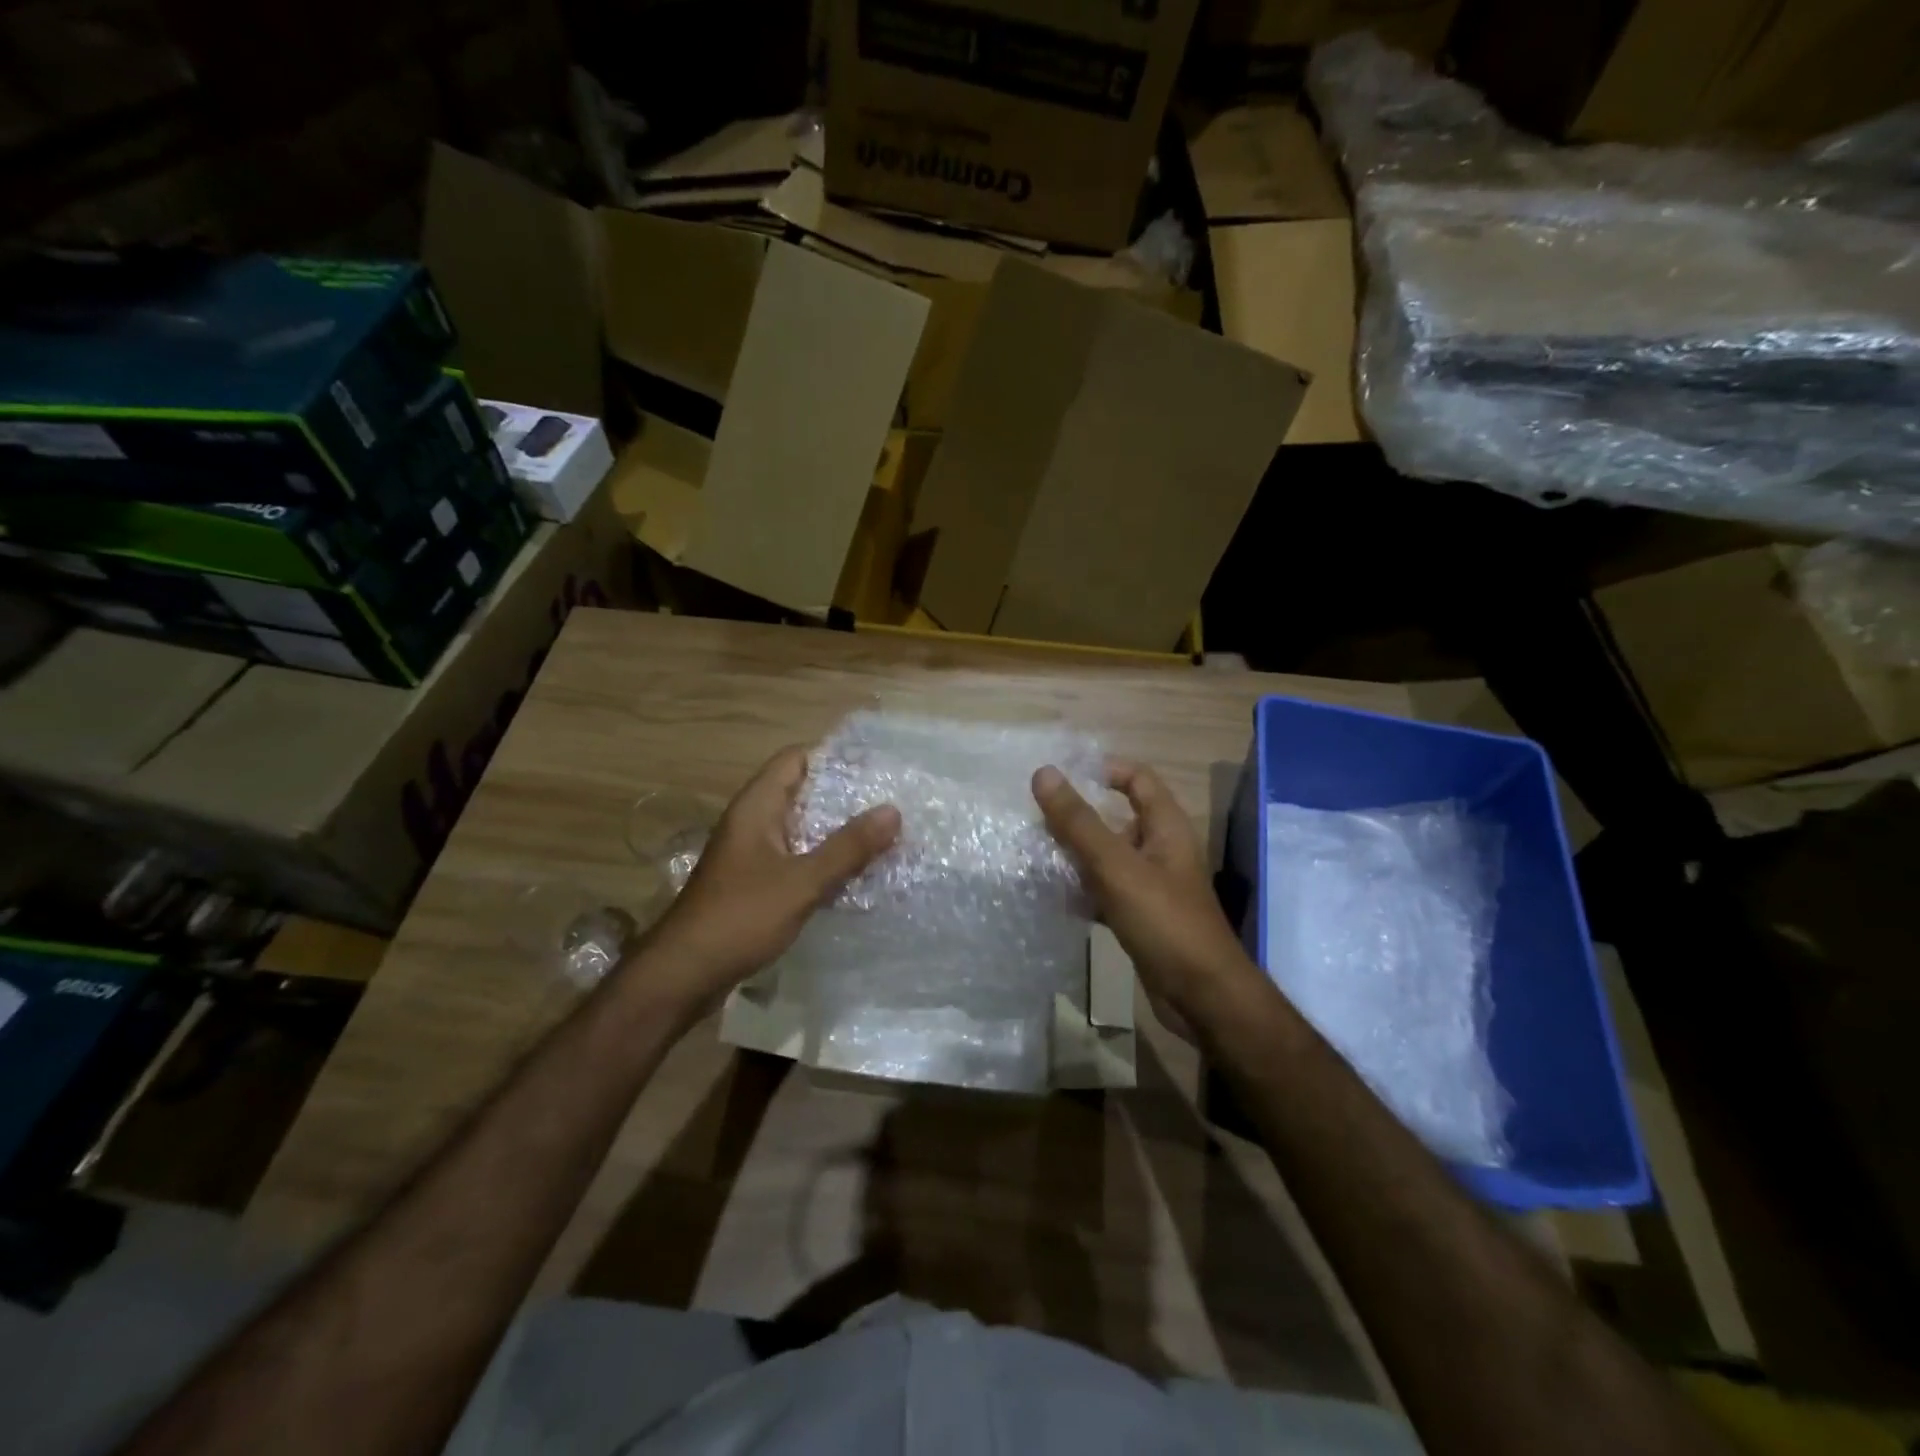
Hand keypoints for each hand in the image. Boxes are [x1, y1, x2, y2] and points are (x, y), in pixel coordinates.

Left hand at [644, 746, 899, 1007]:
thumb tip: (893, 810)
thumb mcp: (802, 881)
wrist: (684, 973)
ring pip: (801, 828)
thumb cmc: (741, 917)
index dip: (833, 756)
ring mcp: (752, 853)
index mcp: (757, 807)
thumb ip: (848, 847)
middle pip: (802, 792)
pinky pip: (796, 857)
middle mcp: (753, 821)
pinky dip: (823, 859)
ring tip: (883, 835)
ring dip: (836, 831)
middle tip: (890, 802)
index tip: (876, 766)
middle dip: (844, 796)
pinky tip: (855, 874)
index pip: (796, 758)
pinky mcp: (755, 882)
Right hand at [1033, 760, 1259, 1030]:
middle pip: (1117, 819)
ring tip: (1034, 854)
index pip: (1138, 779)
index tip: (1063, 775)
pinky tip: (1053, 896)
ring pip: (1108, 858)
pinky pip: (1106, 891)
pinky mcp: (1141, 916)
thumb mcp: (1117, 867)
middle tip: (1035, 818)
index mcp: (1166, 827)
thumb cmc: (1164, 921)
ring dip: (1076, 855)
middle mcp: (1161, 850)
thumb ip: (1079, 822)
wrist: (1201, 996)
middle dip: (1079, 817)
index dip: (1104, 769)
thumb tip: (1044, 774)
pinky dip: (1083, 890)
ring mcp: (1152, 885)